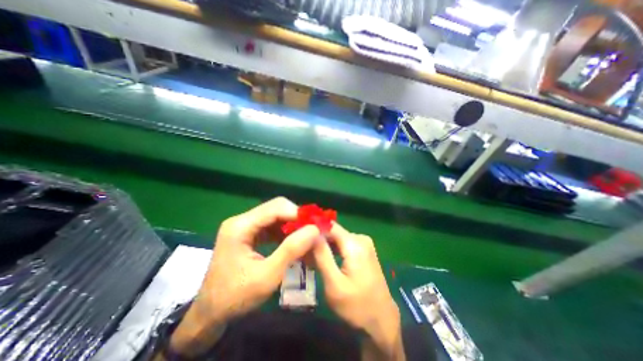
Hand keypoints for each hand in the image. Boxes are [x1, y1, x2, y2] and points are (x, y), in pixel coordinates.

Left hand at [167, 197, 318, 354]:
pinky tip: (293, 243)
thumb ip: (291, 250)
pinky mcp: (249, 233)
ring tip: (306, 238)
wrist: (209, 313)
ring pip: (276, 216)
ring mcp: (245, 225)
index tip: (316, 226)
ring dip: (292, 225)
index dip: (298, 214)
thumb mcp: (267, 277)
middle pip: (277, 208)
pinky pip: (272, 225)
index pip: (276, 207)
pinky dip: (285, 232)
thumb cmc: (235, 297)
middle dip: (297, 219)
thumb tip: (314, 230)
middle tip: (312, 232)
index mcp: (240, 226)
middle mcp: (242, 220)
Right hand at [311, 223, 402, 360]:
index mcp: (355, 243)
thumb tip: (312, 233)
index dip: (314, 229)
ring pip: (337, 238)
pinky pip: (344, 244)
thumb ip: (322, 256)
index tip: (300, 237)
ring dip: (324, 245)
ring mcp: (364, 243)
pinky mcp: (364, 250)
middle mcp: (360, 238)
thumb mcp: (334, 283)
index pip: (329, 226)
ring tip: (310, 257)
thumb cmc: (356, 306)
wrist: (382, 320)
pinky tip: (323, 259)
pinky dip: (332, 250)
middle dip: (318, 239)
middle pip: (333, 232)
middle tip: (303, 252)